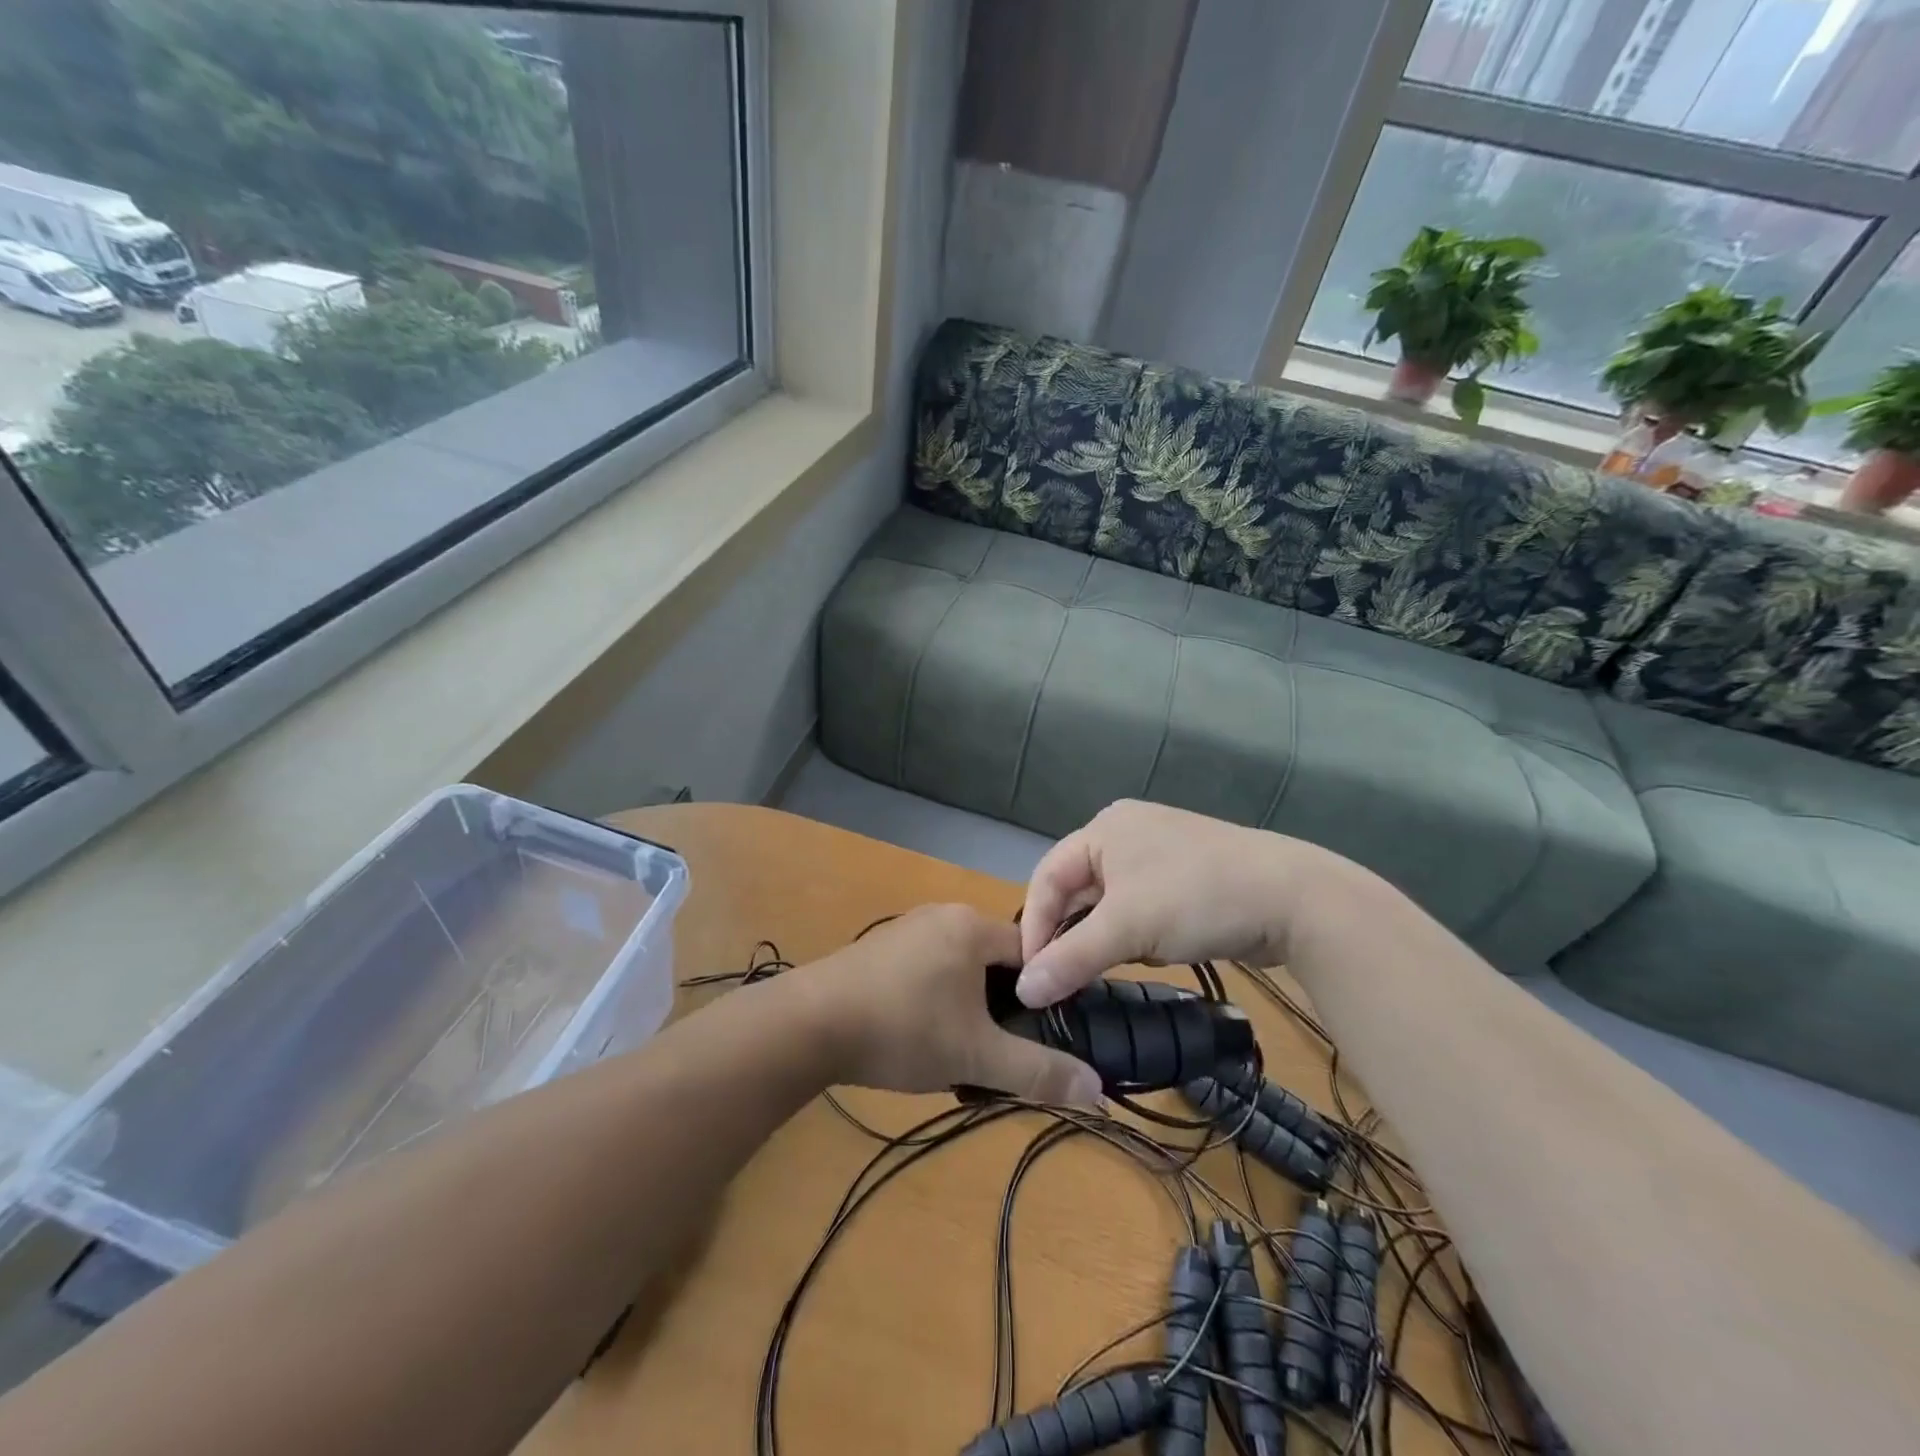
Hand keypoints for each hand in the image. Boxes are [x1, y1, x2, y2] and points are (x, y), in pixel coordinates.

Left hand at [799, 904, 1103, 1106]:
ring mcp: (907, 929)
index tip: (1044, 1031)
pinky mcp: (880, 949)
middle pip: (995, 960)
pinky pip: (928, 970)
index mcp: (972, 926)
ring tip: (962, 1052)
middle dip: (1003, 1005)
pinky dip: (937, 1000)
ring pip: (960, 968)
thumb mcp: (976, 1055)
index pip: (1032, 949)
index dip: (1045, 990)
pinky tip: (921, 1038)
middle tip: (1001, 1049)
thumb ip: (1037, 1071)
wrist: (808, 1025)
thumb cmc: (902, 1029)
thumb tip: (1096, 1088)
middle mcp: (942, 915)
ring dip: (968, 1007)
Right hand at [1016, 800, 1334, 1006]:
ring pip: (1110, 902)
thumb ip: (1070, 958)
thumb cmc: (1196, 897)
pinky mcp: (1186, 879)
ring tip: (1100, 971)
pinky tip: (1148, 955)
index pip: (1047, 876)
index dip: (1035, 926)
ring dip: (1103, 937)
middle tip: (1061, 979)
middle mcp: (1126, 833)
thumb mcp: (1127, 928)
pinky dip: (1135, 934)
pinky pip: (1140, 908)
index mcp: (1104, 828)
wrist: (1295, 899)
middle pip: (1078, 889)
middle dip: (1071, 934)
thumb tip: (1024, 990)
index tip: (1030, 975)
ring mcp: (1160, 854)